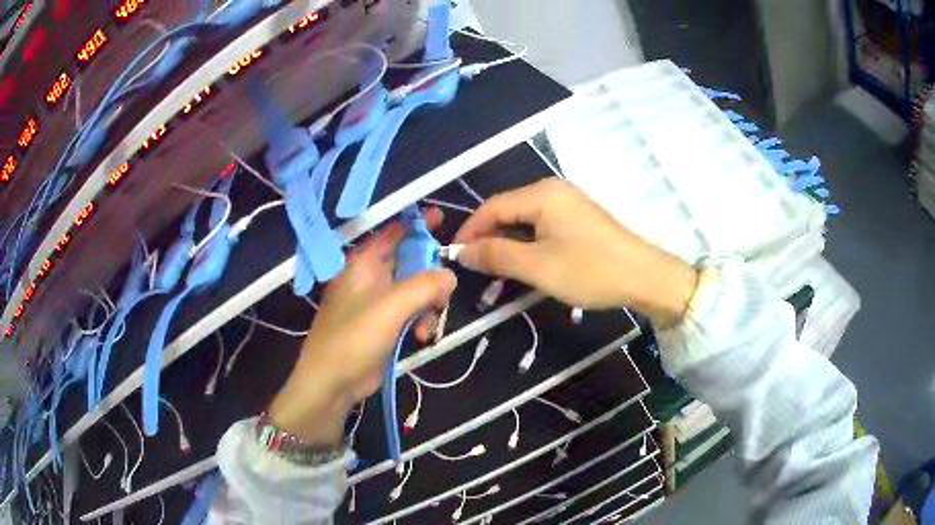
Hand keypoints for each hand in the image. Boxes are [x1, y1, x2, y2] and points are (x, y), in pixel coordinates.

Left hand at [269, 210, 456, 444]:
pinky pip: (411, 312)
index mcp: (363, 263)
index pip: (393, 232)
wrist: (332, 383)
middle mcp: (370, 278)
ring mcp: (377, 303)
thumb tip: (450, 275)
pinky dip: (420, 321)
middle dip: (430, 276)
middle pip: (410, 262)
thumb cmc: (354, 337)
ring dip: (428, 305)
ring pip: (415, 290)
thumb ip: (424, 286)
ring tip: (427, 326)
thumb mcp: (390, 307)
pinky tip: (421, 338)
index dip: (417, 223)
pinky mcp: (384, 325)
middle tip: (444, 289)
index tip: (443, 219)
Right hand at [453, 179, 697, 326]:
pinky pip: (543, 226)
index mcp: (542, 194)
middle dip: (488, 238)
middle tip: (475, 268)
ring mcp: (569, 203)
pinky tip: (526, 263)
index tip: (454, 256)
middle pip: (508, 210)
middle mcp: (554, 190)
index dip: (469, 231)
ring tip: (497, 270)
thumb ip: (496, 255)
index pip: (492, 207)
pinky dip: (528, 244)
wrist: (645, 277)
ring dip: (508, 244)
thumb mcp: (537, 266)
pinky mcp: (580, 218)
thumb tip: (461, 252)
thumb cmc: (590, 270)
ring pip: (525, 220)